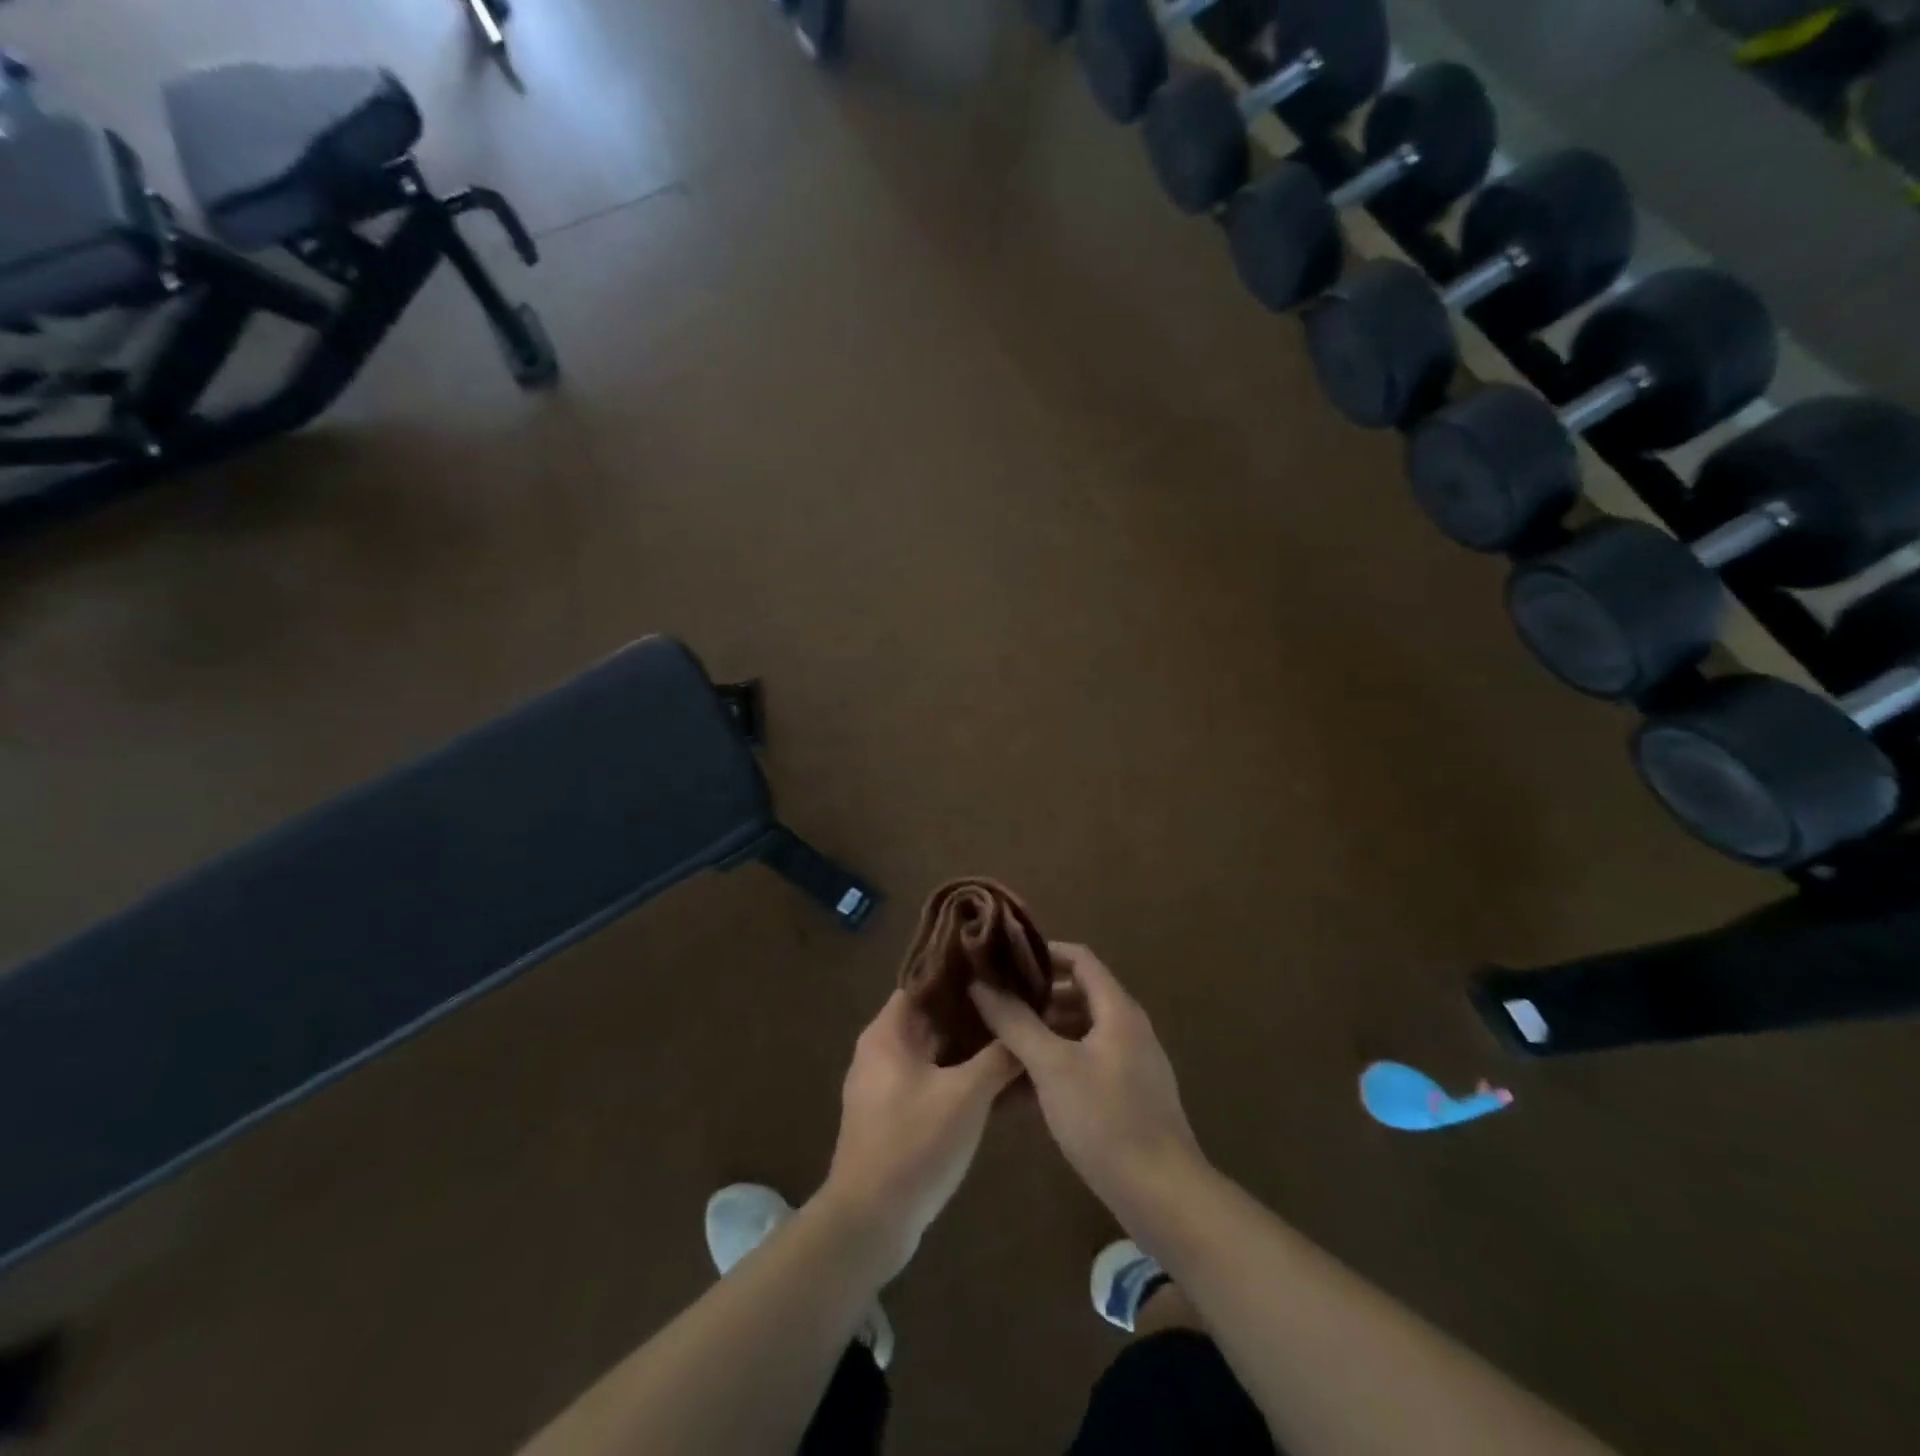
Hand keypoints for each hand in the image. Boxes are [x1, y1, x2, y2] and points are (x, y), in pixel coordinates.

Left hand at [819, 991, 1021, 1279]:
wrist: (869, 1223)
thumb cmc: (913, 1145)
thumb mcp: (965, 1096)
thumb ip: (998, 1057)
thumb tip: (1025, 1028)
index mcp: (888, 1032)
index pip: (925, 981)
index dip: (962, 971)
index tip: (1000, 965)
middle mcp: (883, 1050)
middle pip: (934, 1016)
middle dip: (975, 1011)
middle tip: (1020, 1001)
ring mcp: (888, 1084)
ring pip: (937, 1050)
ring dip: (972, 1046)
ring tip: (1017, 1036)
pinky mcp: (897, 1115)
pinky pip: (935, 1081)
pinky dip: (963, 1076)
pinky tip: (1001, 1083)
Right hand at [969, 943, 1204, 1222]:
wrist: (1163, 1196)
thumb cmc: (1105, 1119)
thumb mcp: (1052, 1066)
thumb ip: (1015, 1022)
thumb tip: (981, 984)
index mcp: (1117, 1009)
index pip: (1079, 958)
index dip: (1042, 953)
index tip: (1004, 960)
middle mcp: (1127, 1028)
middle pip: (1077, 996)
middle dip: (1035, 1000)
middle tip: (993, 1005)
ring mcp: (1129, 1065)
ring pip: (1077, 1036)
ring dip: (1040, 1038)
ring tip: (996, 1047)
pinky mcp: (1126, 1098)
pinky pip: (1084, 1068)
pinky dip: (1054, 1069)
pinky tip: (1018, 1093)